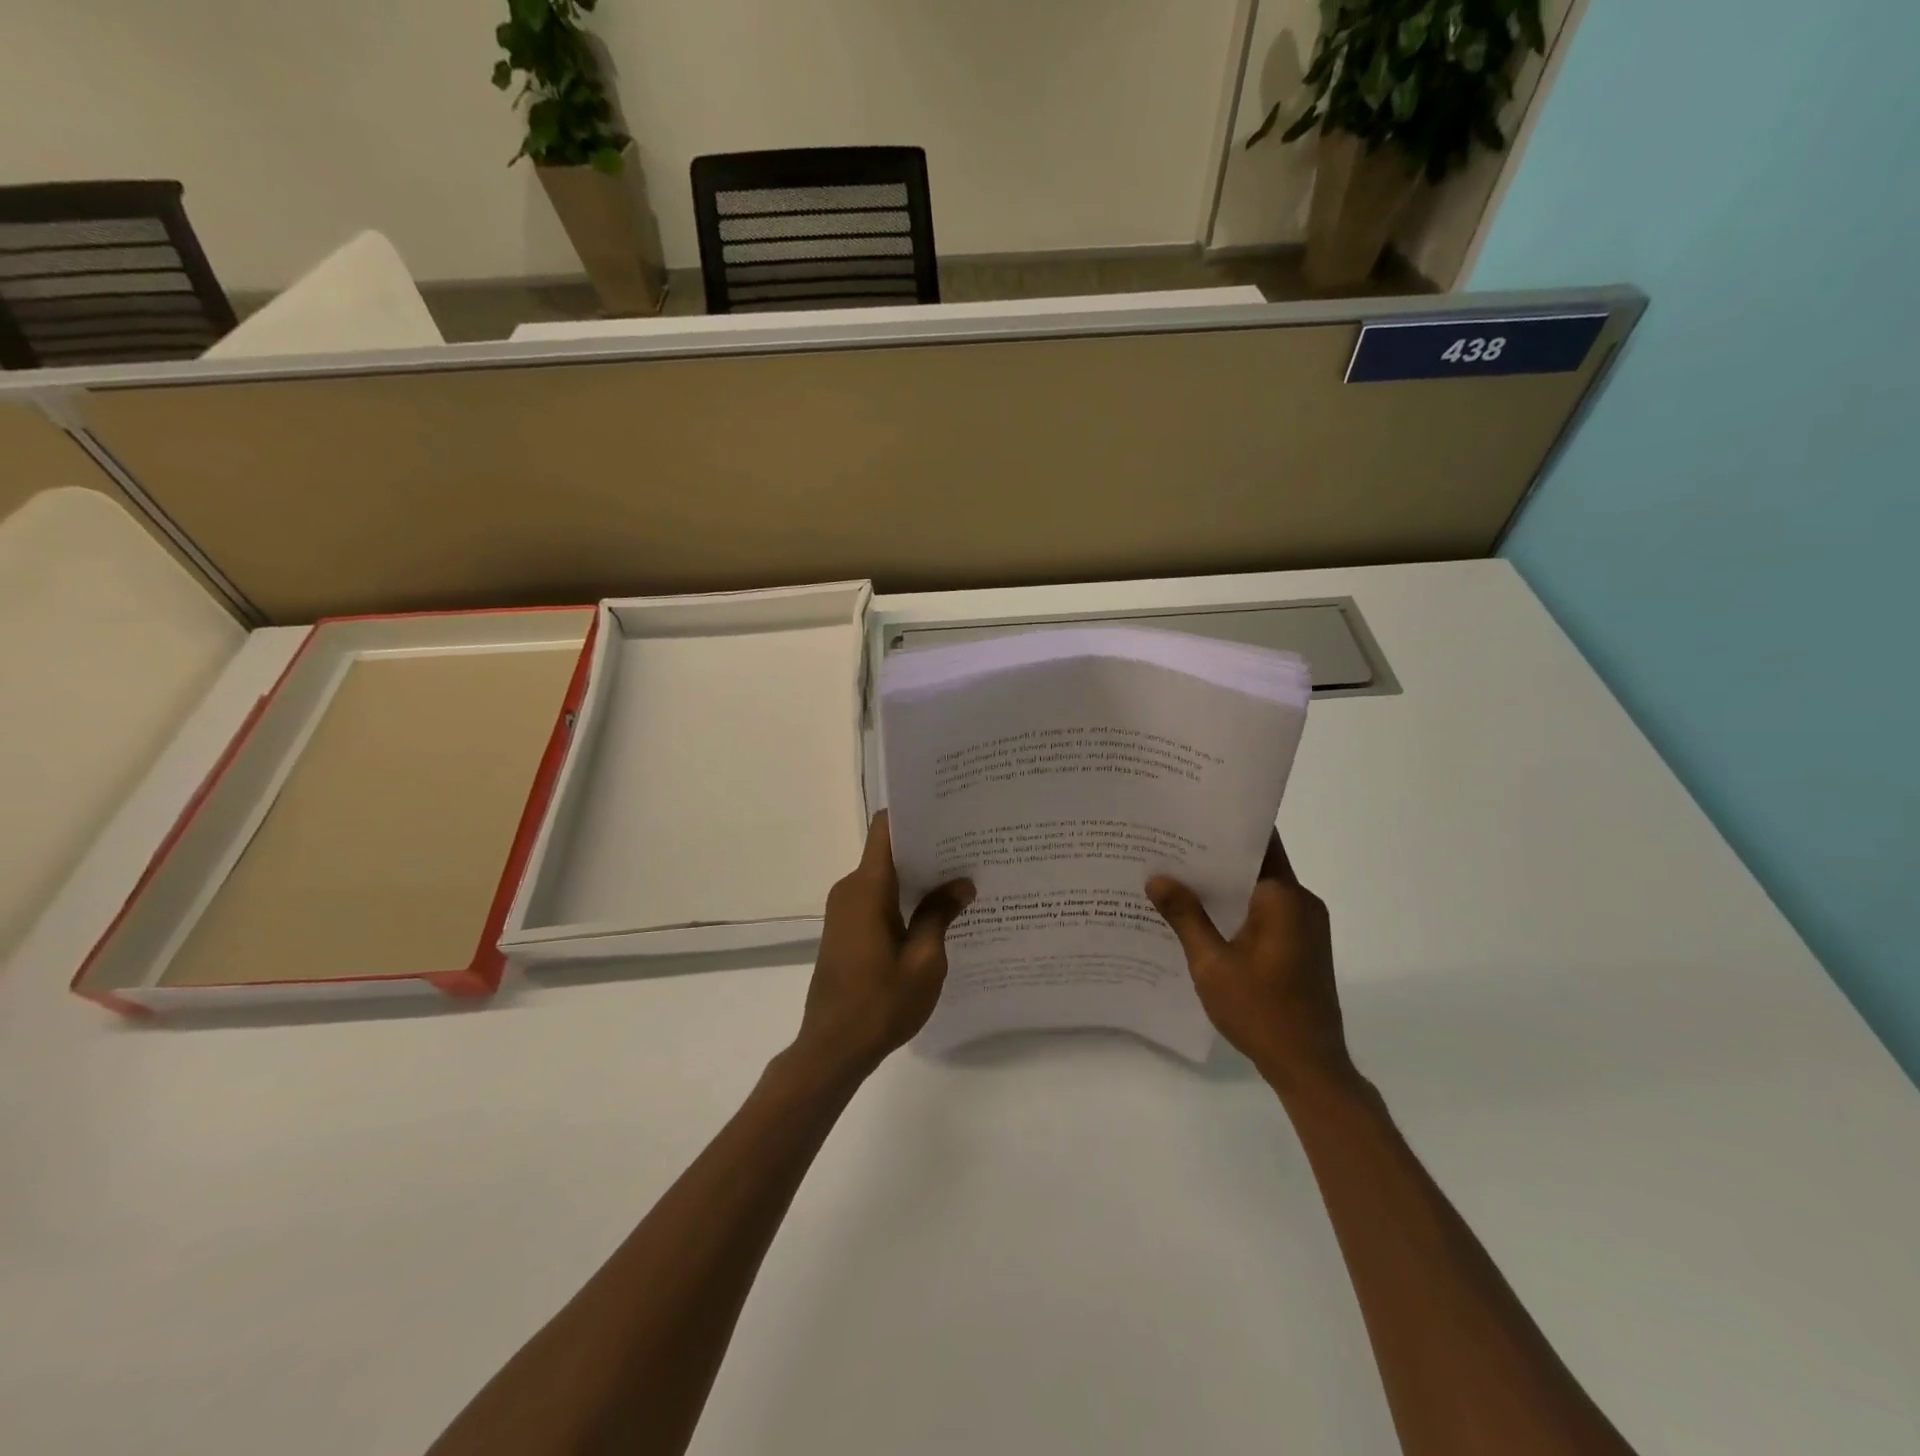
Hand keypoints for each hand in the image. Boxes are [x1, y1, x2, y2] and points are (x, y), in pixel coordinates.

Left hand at [795, 812, 974, 1078]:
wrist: (832, 1049)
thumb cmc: (881, 1003)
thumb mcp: (924, 960)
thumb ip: (940, 914)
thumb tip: (962, 883)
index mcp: (867, 888)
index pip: (885, 829)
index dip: (914, 814)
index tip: (948, 812)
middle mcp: (850, 889)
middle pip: (888, 850)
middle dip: (926, 847)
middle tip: (970, 847)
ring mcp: (844, 910)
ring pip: (884, 876)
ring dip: (917, 876)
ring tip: (961, 877)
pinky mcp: (845, 929)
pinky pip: (876, 898)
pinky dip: (903, 898)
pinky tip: (935, 910)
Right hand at [1146, 832, 1353, 1094]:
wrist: (1310, 1068)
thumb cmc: (1261, 1011)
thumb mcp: (1211, 964)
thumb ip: (1185, 916)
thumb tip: (1157, 877)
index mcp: (1284, 898)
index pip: (1258, 842)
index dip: (1224, 826)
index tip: (1189, 815)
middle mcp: (1301, 902)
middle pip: (1257, 863)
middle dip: (1215, 855)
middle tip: (1169, 845)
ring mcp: (1306, 925)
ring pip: (1260, 889)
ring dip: (1225, 884)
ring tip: (1177, 876)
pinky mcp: (1303, 945)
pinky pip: (1266, 911)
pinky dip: (1237, 907)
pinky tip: (1202, 915)